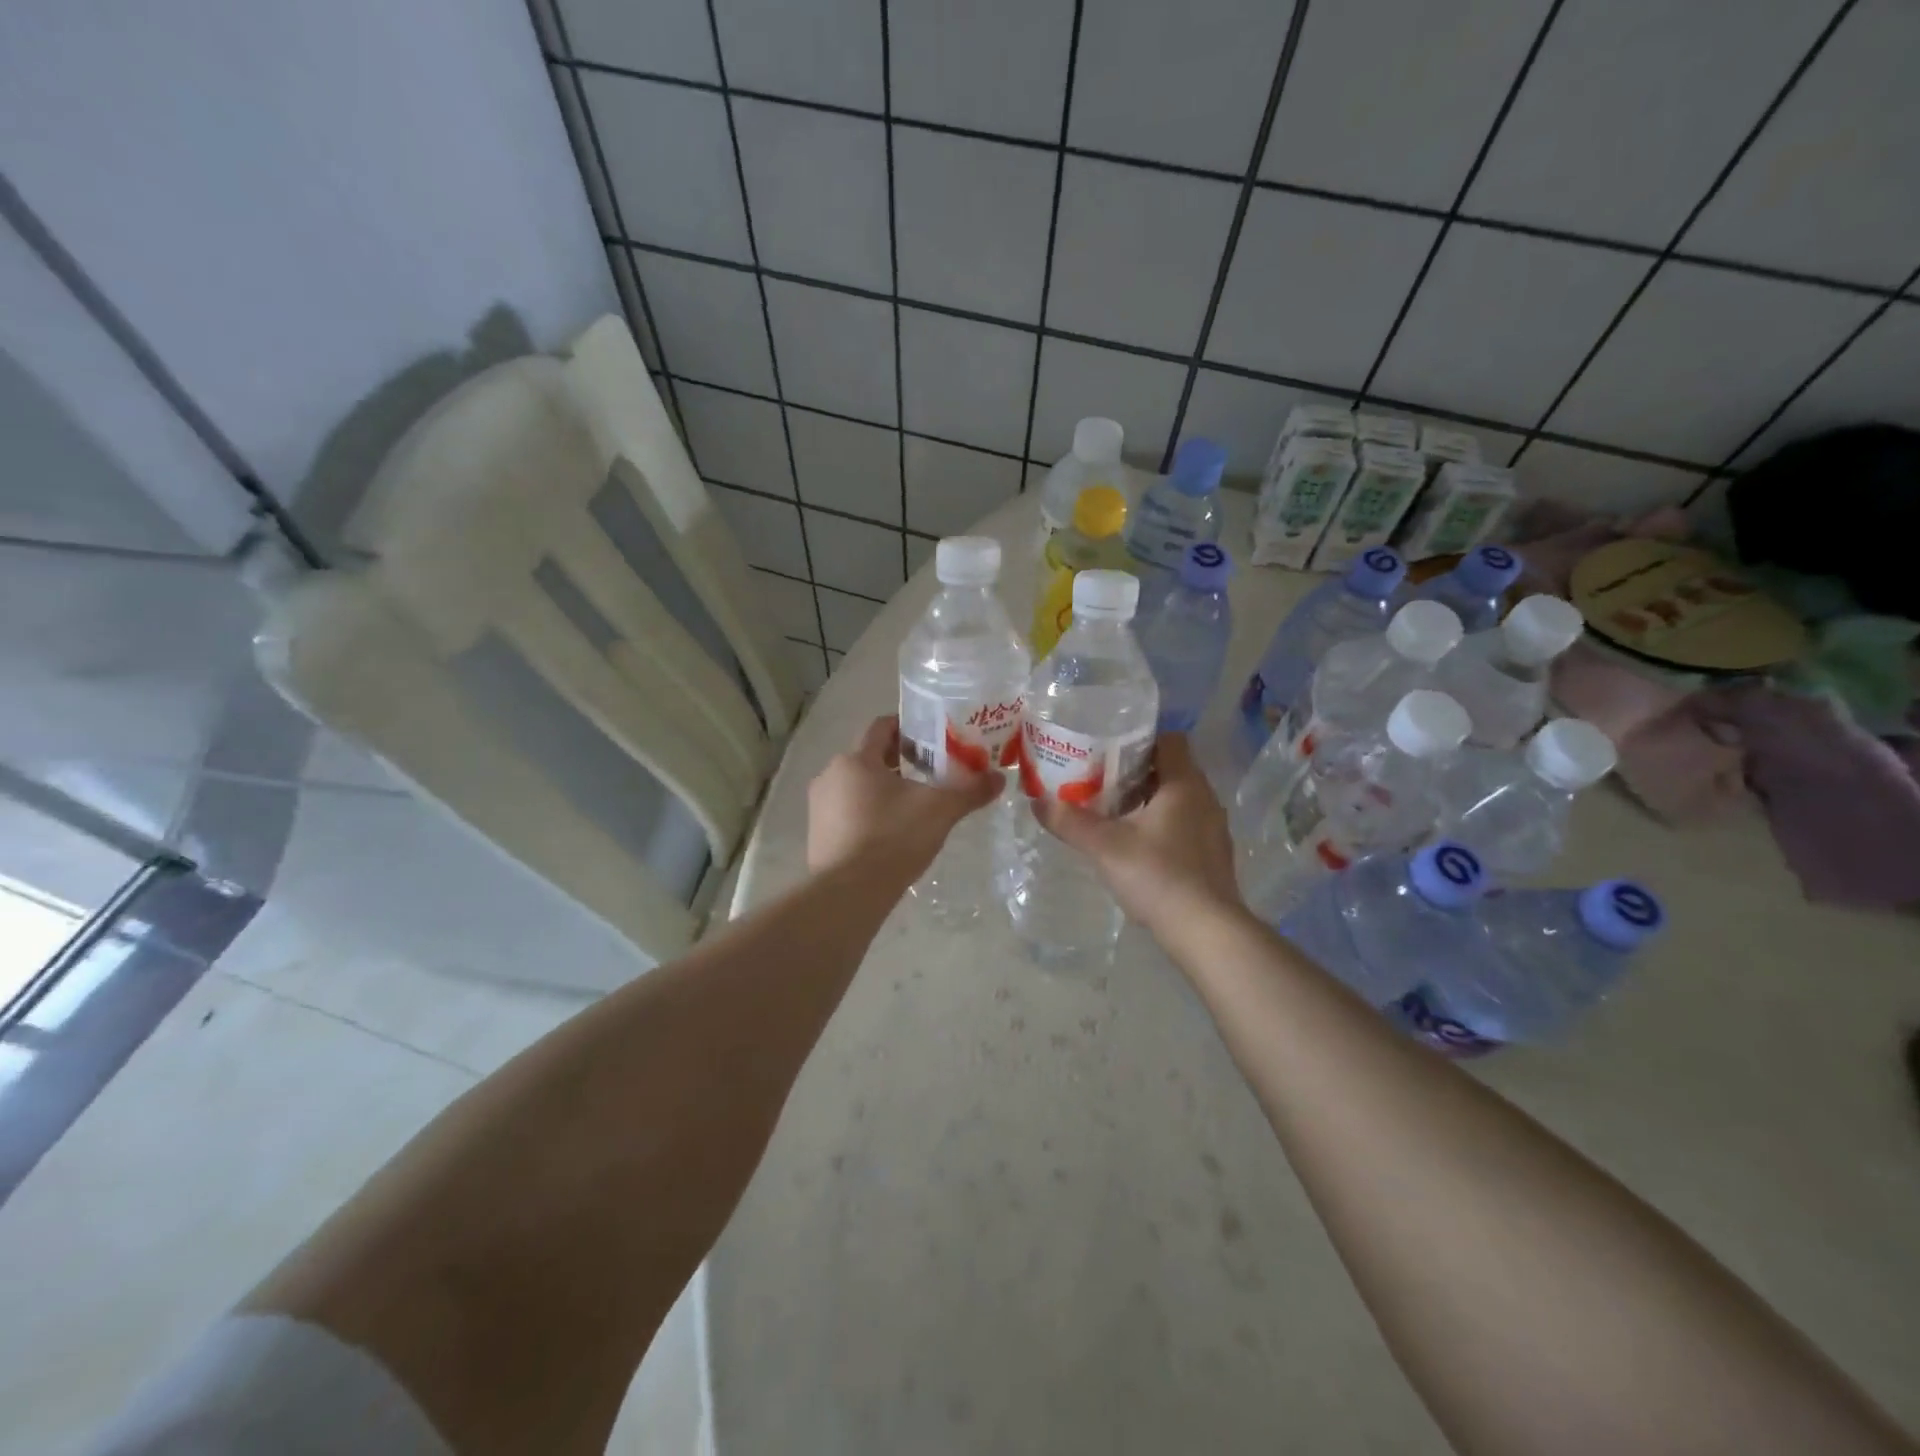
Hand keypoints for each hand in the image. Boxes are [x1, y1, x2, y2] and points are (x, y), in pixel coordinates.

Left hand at [807, 716, 1001, 878]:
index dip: (908, 727)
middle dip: (899, 761)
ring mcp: (819, 807)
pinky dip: (868, 814)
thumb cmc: (892, 838)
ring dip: (883, 789)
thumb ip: (969, 791)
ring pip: (857, 786)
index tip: (932, 738)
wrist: (848, 894)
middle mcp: (830, 776)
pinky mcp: (817, 835)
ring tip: (914, 804)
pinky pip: (847, 812)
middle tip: (931, 771)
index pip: (881, 727)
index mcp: (856, 760)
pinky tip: (891, 833)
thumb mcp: (939, 811)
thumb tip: (999, 778)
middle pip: (869, 757)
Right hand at [1032, 733, 1242, 938]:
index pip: (1169, 740)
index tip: (1108, 750)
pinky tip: (1137, 847)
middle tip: (1099, 781)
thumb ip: (1069, 822)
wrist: (1206, 931)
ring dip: (1148, 801)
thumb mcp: (1104, 846)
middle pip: (1170, 770)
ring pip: (1178, 800)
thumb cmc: (1157, 875)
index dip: (1139, 740)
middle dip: (1135, 772)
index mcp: (1185, 784)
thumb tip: (1036, 802)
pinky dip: (1162, 826)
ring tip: (1113, 813)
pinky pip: (1185, 825)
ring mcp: (1214, 829)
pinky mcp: (1214, 856)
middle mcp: (1206, 799)